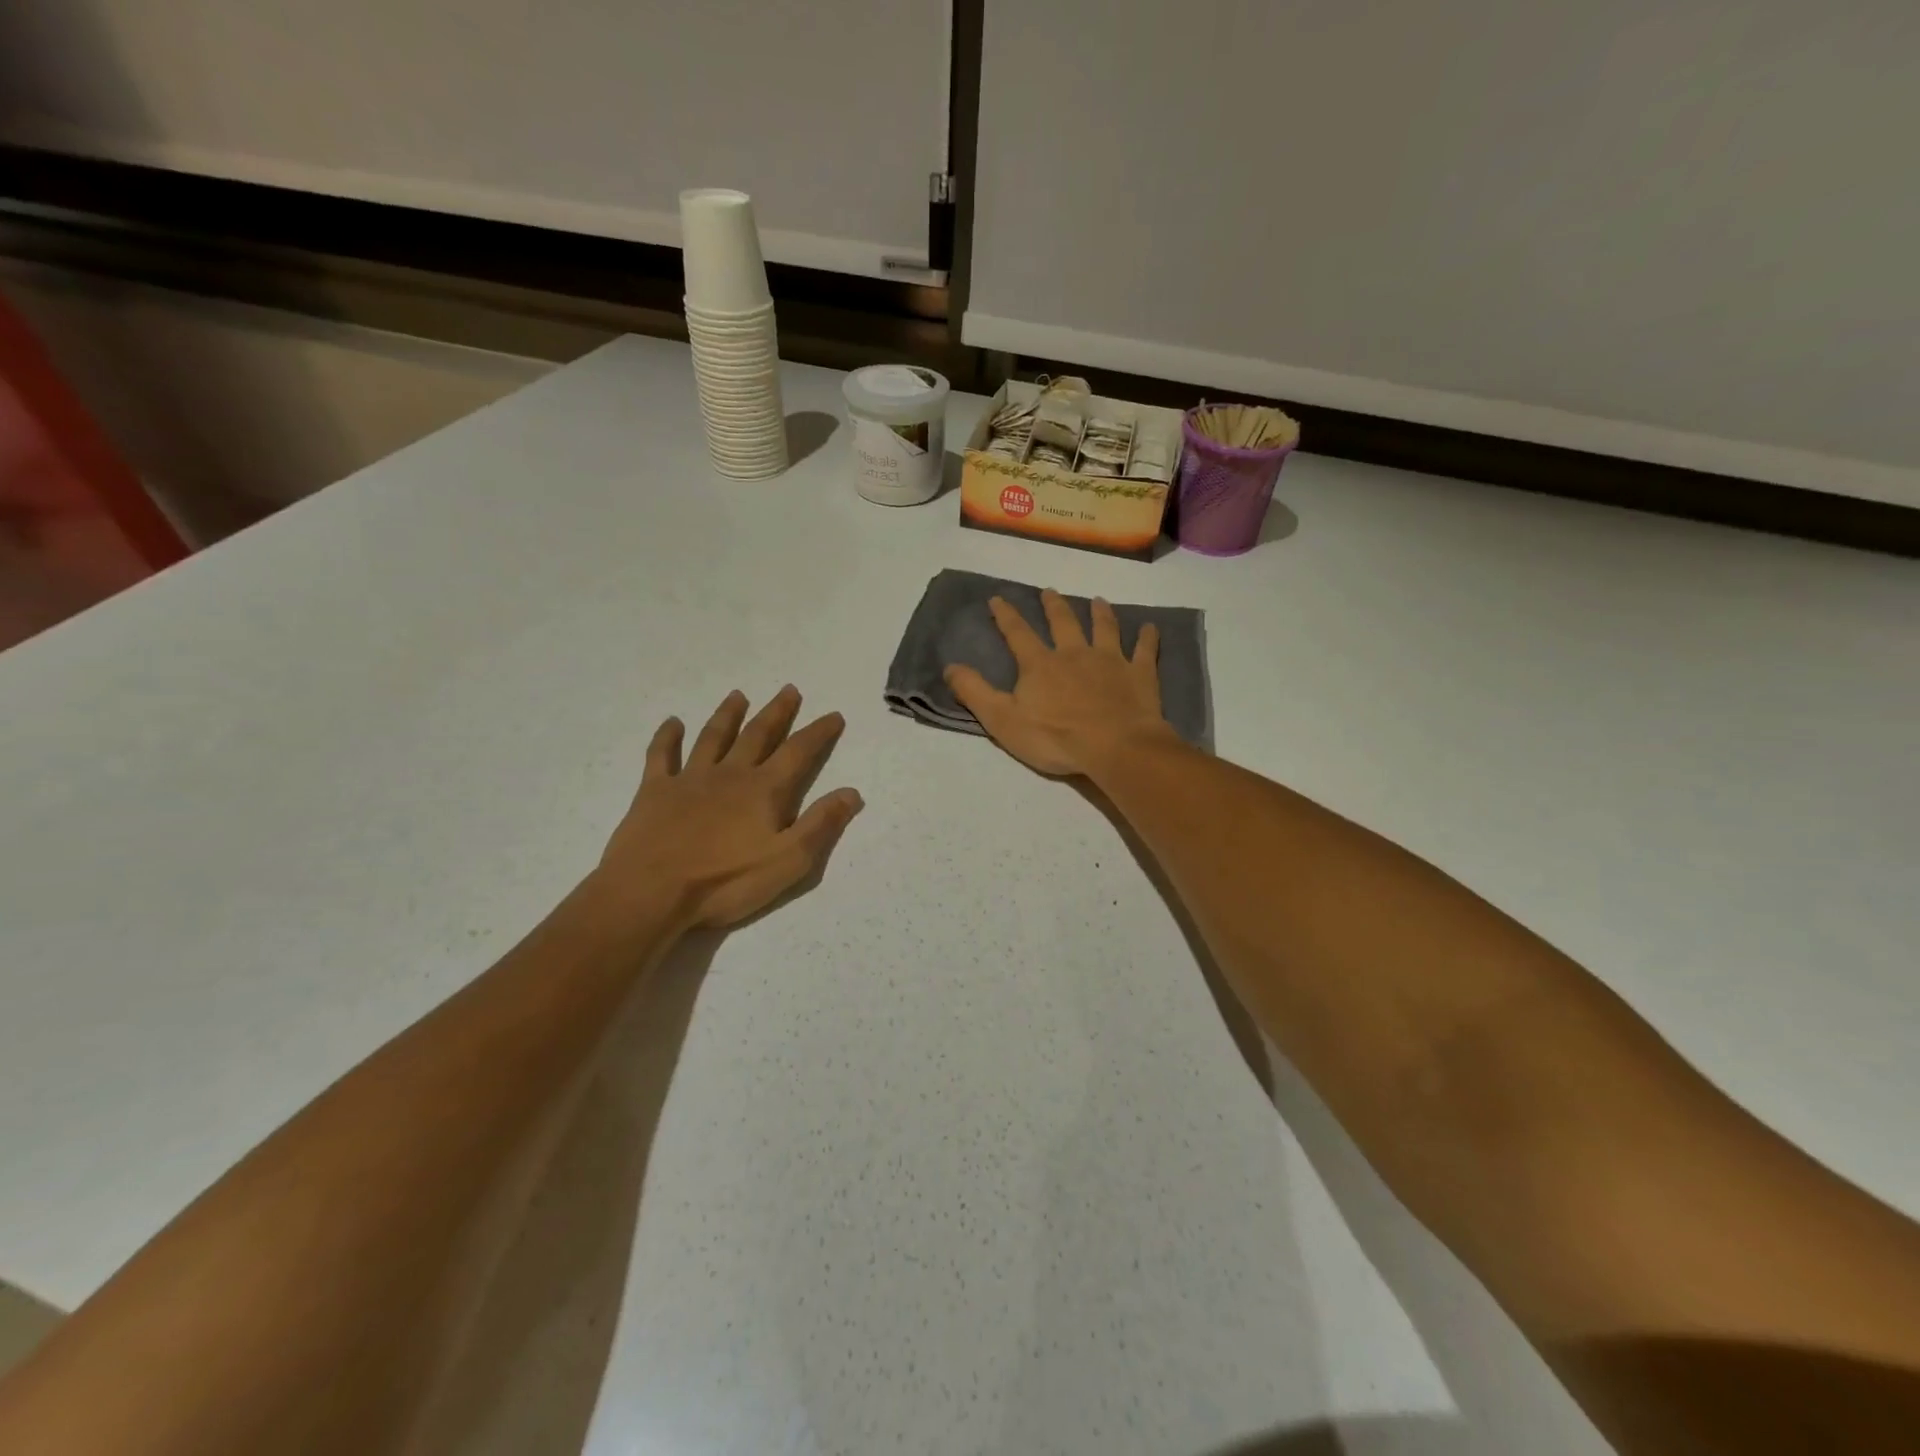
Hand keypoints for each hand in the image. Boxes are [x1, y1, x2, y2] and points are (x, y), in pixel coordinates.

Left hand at [599, 687, 863, 928]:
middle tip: (789, 689)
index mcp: (764, 790)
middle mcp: (729, 774)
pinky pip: (661, 756)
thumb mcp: (788, 861)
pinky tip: (672, 723)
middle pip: (757, 735)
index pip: (798, 752)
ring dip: (728, 715)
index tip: (834, 715)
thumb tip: (852, 793)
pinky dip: (666, 737)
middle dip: (777, 712)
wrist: (650, 892)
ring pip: (713, 737)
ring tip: (738, 695)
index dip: (818, 733)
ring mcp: (689, 779)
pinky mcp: (654, 791)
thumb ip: (821, 825)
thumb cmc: (725, 881)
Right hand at [944, 590, 1178, 777]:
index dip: (1006, 615)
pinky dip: (1148, 637)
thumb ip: (975, 692)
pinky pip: (1144, 650)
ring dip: (1099, 612)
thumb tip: (950, 666)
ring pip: (1104, 628)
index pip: (1018, 633)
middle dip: (1053, 606)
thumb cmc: (1055, 738)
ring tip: (1097, 600)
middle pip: (1063, 622)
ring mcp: (1110, 660)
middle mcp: (1074, 653)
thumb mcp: (1002, 720)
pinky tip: (1151, 627)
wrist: (1115, 747)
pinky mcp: (1139, 674)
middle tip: (1049, 591)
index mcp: (1040, 664)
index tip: (998, 598)